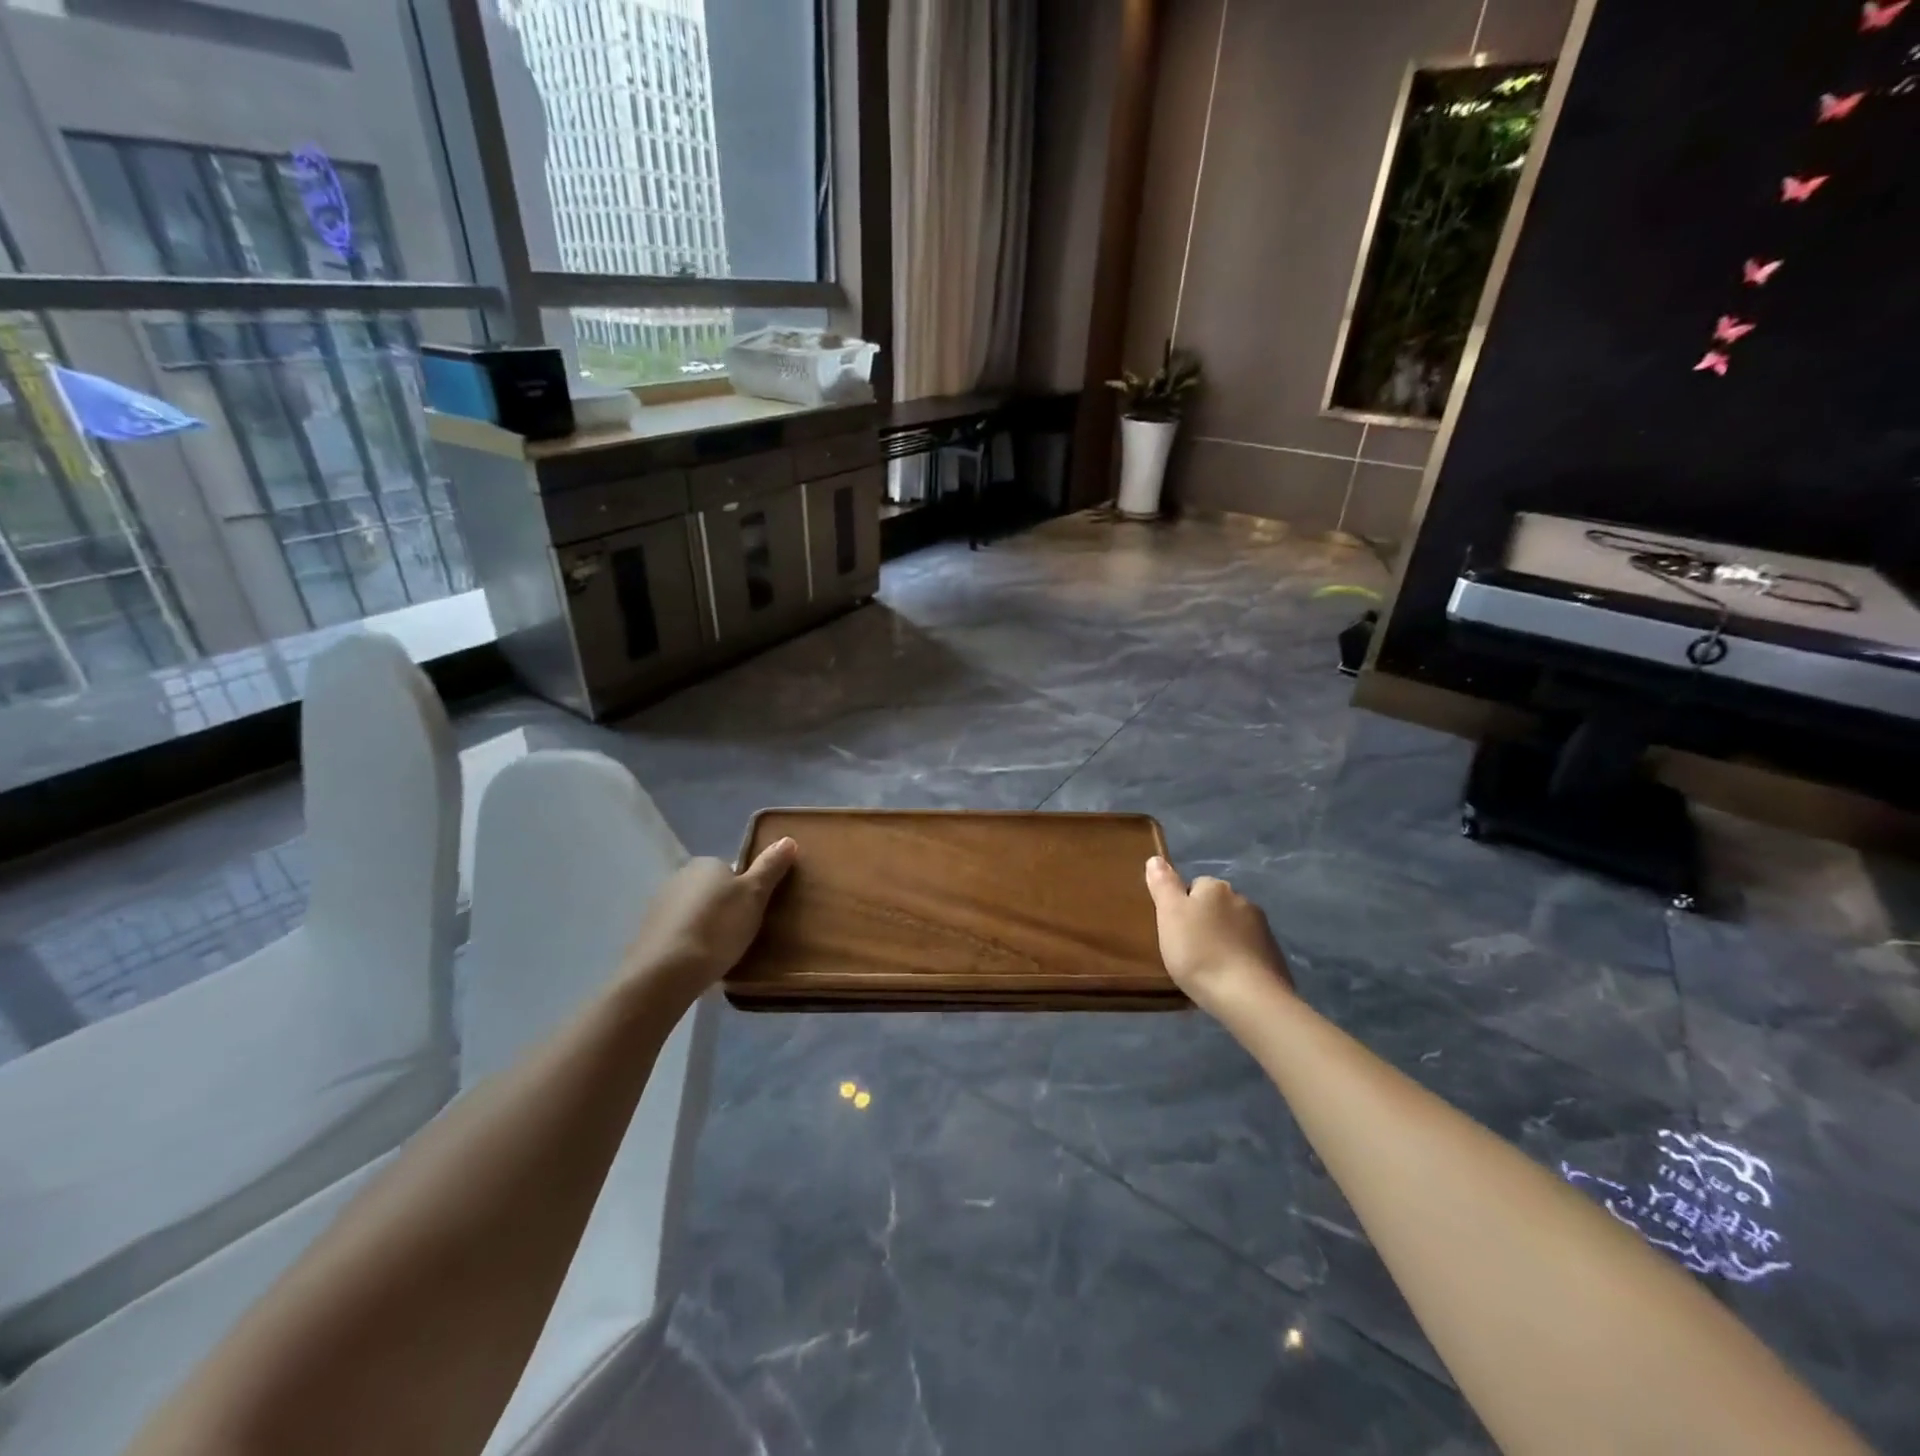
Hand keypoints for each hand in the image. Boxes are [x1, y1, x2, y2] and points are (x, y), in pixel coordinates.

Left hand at [619, 838, 796, 1007]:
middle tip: (744, 934)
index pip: (733, 870)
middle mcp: (680, 876)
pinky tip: (699, 962)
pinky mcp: (648, 934)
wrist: (665, 973)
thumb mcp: (754, 895)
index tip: (756, 913)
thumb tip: (788, 839)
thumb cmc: (718, 928)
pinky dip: (690, 943)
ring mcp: (660, 905)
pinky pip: (679, 932)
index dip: (748, 891)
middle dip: (726, 908)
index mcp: (706, 863)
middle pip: (713, 890)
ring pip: (695, 912)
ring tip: (722, 953)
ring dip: (707, 926)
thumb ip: (770, 867)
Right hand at [1145, 856, 1292, 1017]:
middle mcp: (1242, 900)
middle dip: (1204, 922)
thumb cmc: (1199, 952)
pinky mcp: (1274, 956)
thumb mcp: (1169, 915)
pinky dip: (1238, 959)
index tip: (1174, 930)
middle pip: (1215, 906)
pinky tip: (1228, 979)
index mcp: (1215, 888)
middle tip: (1187, 950)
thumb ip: (1163, 884)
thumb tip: (1156, 859)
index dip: (1181, 907)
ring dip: (1221, 940)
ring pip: (1233, 928)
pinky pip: (1248, 950)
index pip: (1194, 886)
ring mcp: (1262, 929)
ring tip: (1207, 968)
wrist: (1249, 997)